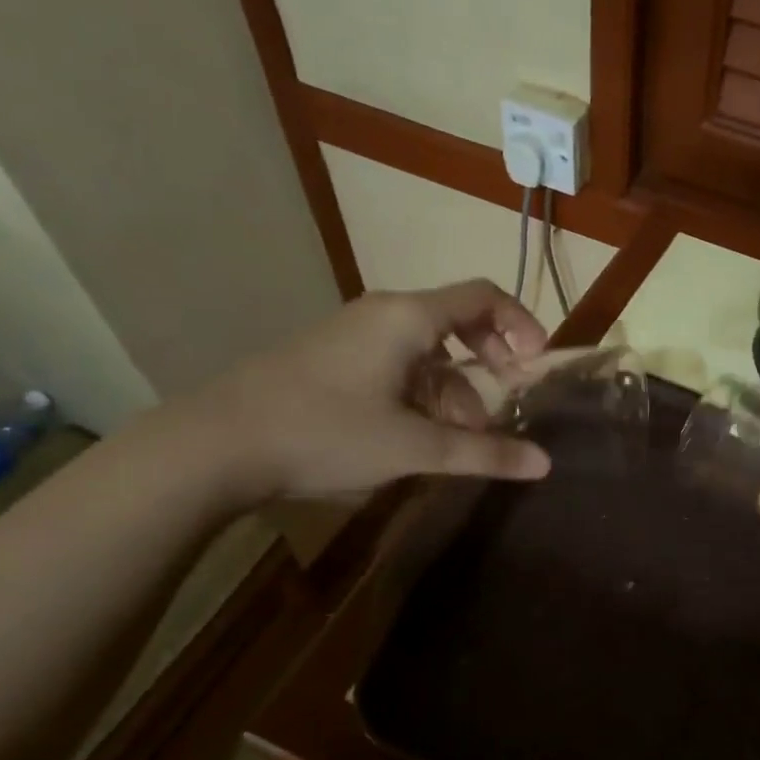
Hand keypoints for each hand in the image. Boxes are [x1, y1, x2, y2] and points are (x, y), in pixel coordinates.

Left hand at [192, 280, 552, 501]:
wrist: (216, 445)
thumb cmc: (325, 433)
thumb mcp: (414, 449)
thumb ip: (484, 453)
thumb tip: (544, 463)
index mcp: (408, 317)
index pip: (483, 296)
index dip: (521, 324)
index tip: (536, 366)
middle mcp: (384, 314)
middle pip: (457, 322)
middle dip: (489, 364)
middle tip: (506, 404)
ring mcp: (354, 335)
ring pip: (426, 352)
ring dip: (454, 391)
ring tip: (460, 442)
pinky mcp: (333, 360)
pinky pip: (396, 365)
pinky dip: (421, 395)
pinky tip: (418, 437)